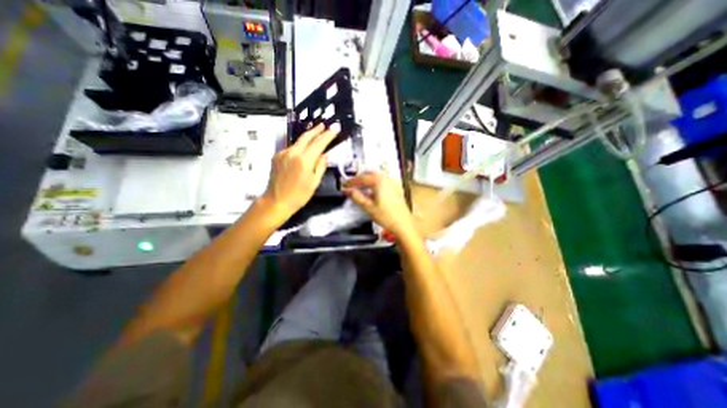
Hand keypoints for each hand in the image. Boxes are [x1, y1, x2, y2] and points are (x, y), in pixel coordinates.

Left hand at [262, 122, 338, 221]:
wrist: (276, 201)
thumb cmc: (298, 196)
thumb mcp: (314, 182)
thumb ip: (320, 166)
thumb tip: (324, 155)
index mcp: (304, 160)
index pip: (319, 143)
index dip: (328, 135)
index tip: (335, 128)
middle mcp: (292, 153)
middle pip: (306, 136)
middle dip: (316, 130)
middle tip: (324, 125)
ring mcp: (283, 153)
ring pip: (298, 142)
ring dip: (308, 138)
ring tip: (316, 135)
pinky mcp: (277, 156)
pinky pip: (291, 148)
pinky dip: (299, 147)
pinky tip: (303, 151)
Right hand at [340, 169, 413, 236]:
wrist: (403, 224)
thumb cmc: (386, 216)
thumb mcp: (368, 207)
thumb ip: (356, 196)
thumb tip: (347, 190)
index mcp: (378, 181)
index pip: (361, 178)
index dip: (351, 181)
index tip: (344, 185)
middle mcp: (386, 178)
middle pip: (369, 174)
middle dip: (359, 178)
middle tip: (351, 185)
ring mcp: (392, 182)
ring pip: (376, 176)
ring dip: (367, 180)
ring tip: (359, 188)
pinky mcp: (396, 188)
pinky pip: (382, 181)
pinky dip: (374, 183)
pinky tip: (371, 191)